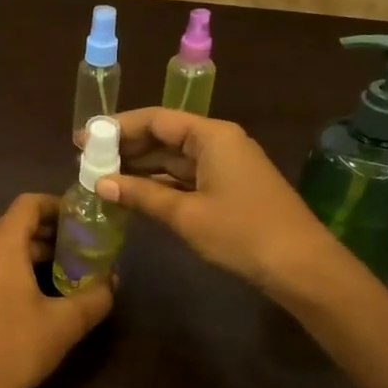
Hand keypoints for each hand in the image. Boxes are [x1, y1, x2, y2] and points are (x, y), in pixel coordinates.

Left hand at [0, 193, 114, 387]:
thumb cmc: (14, 348)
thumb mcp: (65, 324)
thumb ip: (95, 297)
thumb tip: (113, 281)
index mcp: (0, 245)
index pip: (28, 203)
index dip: (58, 204)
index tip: (84, 218)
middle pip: (17, 224)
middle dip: (52, 231)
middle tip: (84, 246)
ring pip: (5, 247)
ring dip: (36, 252)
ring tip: (70, 270)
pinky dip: (19, 267)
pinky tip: (43, 294)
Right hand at [99, 107, 337, 299]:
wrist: (303, 268)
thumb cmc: (243, 233)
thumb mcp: (186, 215)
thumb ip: (141, 195)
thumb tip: (100, 183)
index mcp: (211, 136)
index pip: (156, 120)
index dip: (117, 128)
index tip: (84, 139)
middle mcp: (219, 142)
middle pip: (164, 136)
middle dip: (126, 148)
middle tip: (87, 161)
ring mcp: (226, 166)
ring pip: (174, 160)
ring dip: (140, 169)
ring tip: (102, 178)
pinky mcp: (229, 189)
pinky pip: (186, 178)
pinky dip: (160, 185)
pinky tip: (134, 195)